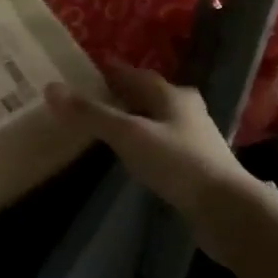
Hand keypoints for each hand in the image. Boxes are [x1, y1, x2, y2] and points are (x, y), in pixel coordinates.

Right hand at [45, 62, 255, 234]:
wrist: (225, 209)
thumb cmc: (176, 162)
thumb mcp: (128, 134)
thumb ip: (91, 113)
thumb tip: (51, 88)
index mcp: (171, 95)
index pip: (136, 74)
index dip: (113, 70)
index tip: (89, 68)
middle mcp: (186, 109)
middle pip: (150, 94)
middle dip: (125, 91)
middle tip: (96, 94)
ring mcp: (194, 137)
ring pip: (159, 117)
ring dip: (137, 116)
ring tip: (111, 121)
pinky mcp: (196, 163)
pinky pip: (163, 141)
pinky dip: (145, 139)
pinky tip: (135, 151)